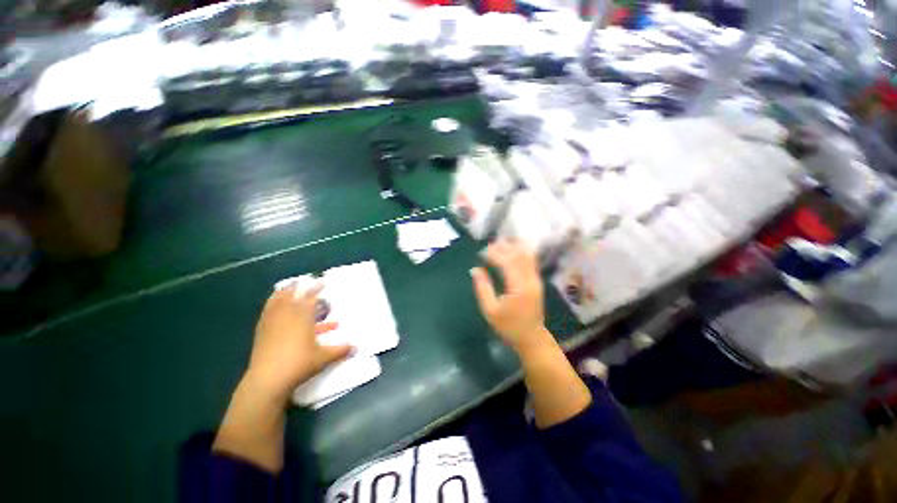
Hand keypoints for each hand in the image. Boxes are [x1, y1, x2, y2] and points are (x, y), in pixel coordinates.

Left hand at [244, 283, 351, 404]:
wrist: (267, 380)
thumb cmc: (299, 364)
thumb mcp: (323, 358)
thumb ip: (340, 350)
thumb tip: (357, 347)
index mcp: (303, 318)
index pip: (310, 298)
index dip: (316, 289)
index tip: (322, 282)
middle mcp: (287, 316)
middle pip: (291, 296)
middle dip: (298, 287)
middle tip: (303, 280)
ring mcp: (272, 323)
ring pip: (277, 302)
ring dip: (283, 293)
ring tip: (286, 287)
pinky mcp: (261, 332)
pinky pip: (266, 312)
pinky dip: (270, 304)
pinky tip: (272, 306)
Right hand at [471, 240, 549, 352]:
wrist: (531, 337)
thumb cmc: (508, 326)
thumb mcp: (490, 310)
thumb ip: (482, 288)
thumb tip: (475, 269)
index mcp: (518, 287)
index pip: (506, 263)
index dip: (494, 254)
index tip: (482, 252)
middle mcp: (530, 280)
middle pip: (518, 256)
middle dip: (504, 248)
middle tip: (489, 245)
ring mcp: (535, 280)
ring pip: (527, 256)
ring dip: (513, 247)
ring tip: (501, 243)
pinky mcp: (537, 282)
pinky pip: (531, 261)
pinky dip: (521, 253)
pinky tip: (513, 250)